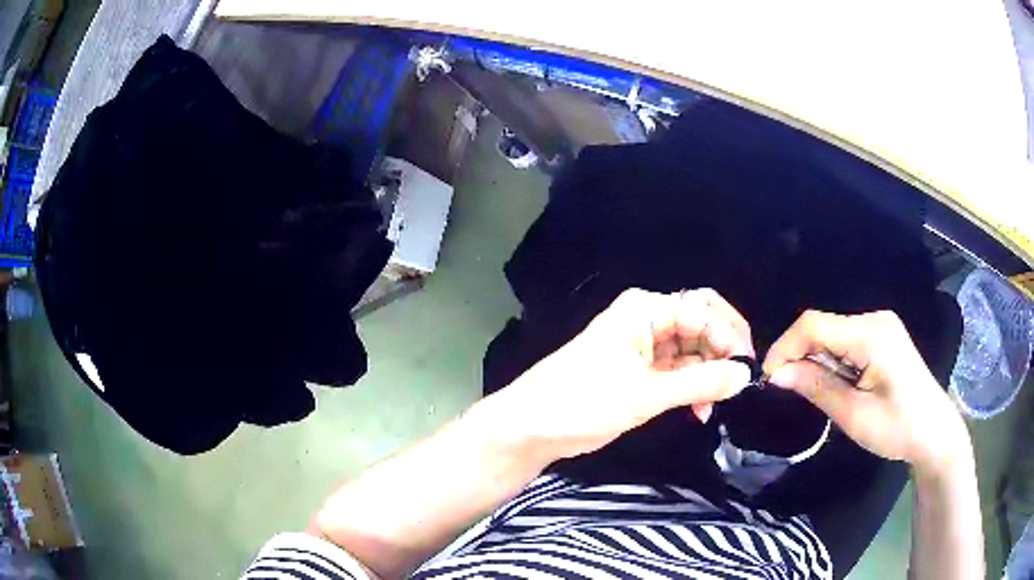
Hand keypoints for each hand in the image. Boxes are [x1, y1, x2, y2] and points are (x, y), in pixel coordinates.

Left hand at [478, 288, 753, 464]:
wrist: (533, 427)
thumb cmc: (584, 401)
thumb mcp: (646, 394)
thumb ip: (699, 383)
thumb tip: (744, 375)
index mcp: (645, 310)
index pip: (702, 310)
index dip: (729, 336)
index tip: (746, 370)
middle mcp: (647, 320)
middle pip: (701, 325)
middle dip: (722, 353)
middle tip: (736, 385)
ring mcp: (644, 347)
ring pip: (692, 351)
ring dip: (708, 374)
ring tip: (714, 405)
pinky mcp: (640, 371)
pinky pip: (678, 371)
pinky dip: (692, 387)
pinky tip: (699, 410)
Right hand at [762, 310, 970, 475]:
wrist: (933, 432)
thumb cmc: (897, 428)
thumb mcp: (854, 415)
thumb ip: (817, 388)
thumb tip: (776, 374)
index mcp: (871, 334)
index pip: (814, 325)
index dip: (785, 347)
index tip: (768, 378)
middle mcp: (875, 319)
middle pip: (822, 327)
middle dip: (799, 356)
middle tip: (788, 391)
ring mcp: (880, 326)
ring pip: (832, 334)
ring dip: (816, 361)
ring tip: (817, 393)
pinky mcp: (882, 336)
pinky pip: (845, 340)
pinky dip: (832, 361)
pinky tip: (838, 384)